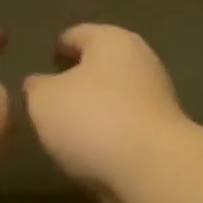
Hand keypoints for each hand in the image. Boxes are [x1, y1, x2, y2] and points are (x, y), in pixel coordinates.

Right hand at [23, 24, 191, 195]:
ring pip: (118, 98)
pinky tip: (93, 152)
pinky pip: (128, 128)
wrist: (153, 168)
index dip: (60, 47)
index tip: (48, 61)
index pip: (79, 34)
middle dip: (80, 79)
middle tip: (54, 98)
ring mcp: (158, 99)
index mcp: (112, 41)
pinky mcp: (165, 134)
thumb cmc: (93, 119)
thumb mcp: (44, 100)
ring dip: (97, 109)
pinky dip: (112, 135)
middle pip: (103, 65)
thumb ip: (38, 87)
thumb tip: (40, 84)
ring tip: (69, 130)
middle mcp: (142, 62)